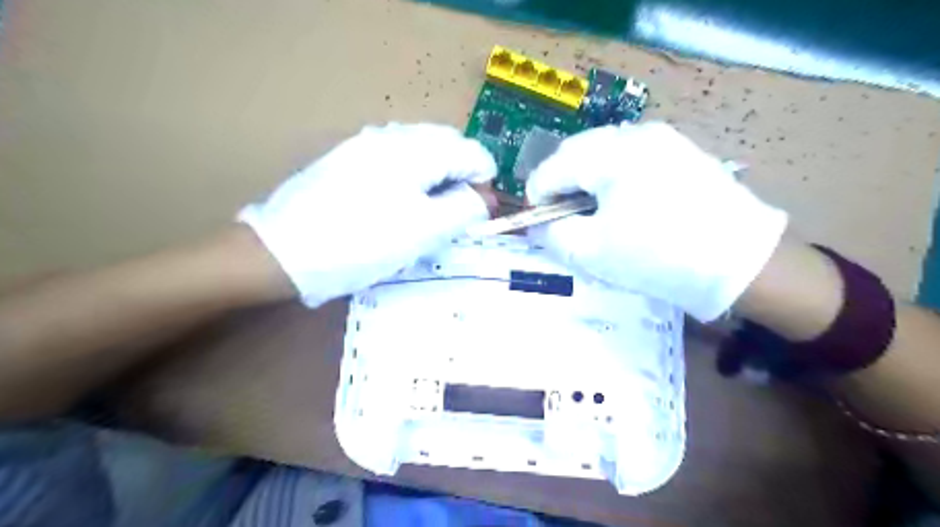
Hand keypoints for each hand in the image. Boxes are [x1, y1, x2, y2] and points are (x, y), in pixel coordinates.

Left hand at [239, 122, 495, 307]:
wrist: (283, 252)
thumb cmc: (362, 242)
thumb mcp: (424, 231)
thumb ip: (465, 209)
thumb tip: (482, 198)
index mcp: (415, 148)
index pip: (471, 152)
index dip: (485, 182)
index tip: (480, 215)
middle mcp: (392, 135)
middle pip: (447, 146)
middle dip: (461, 177)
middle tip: (457, 215)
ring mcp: (365, 144)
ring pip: (421, 153)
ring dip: (437, 178)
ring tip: (429, 213)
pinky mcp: (348, 160)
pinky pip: (396, 161)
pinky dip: (412, 179)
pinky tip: (399, 206)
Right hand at [527, 121, 787, 320]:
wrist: (742, 263)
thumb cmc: (658, 257)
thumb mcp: (592, 252)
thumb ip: (552, 234)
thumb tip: (537, 224)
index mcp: (610, 153)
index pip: (552, 168)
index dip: (537, 197)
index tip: (538, 224)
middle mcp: (634, 134)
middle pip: (576, 153)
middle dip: (561, 185)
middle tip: (564, 219)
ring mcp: (662, 138)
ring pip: (602, 153)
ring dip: (586, 180)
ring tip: (593, 213)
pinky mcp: (680, 151)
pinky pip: (630, 157)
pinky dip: (613, 177)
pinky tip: (624, 204)